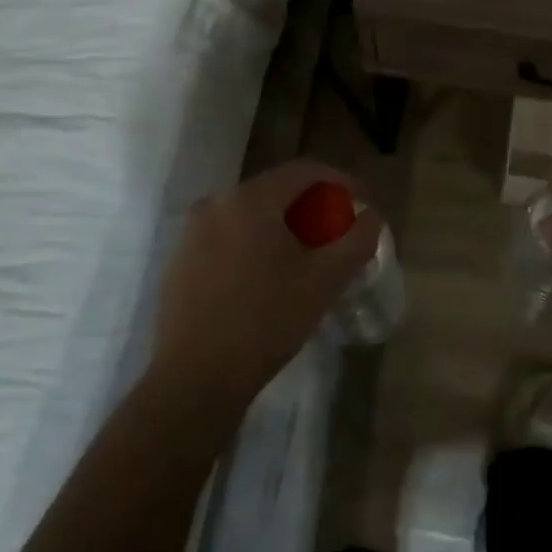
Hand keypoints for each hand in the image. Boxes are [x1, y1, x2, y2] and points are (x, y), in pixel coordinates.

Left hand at [152, 160, 382, 412]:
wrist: (194, 380)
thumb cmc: (266, 321)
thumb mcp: (325, 279)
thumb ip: (357, 238)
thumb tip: (371, 214)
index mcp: (250, 199)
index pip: (305, 171)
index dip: (340, 181)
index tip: (362, 203)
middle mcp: (216, 202)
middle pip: (277, 190)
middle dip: (313, 207)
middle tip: (336, 233)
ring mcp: (192, 231)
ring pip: (251, 214)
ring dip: (283, 226)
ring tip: (306, 257)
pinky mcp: (180, 259)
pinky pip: (228, 235)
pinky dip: (255, 243)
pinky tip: (268, 277)